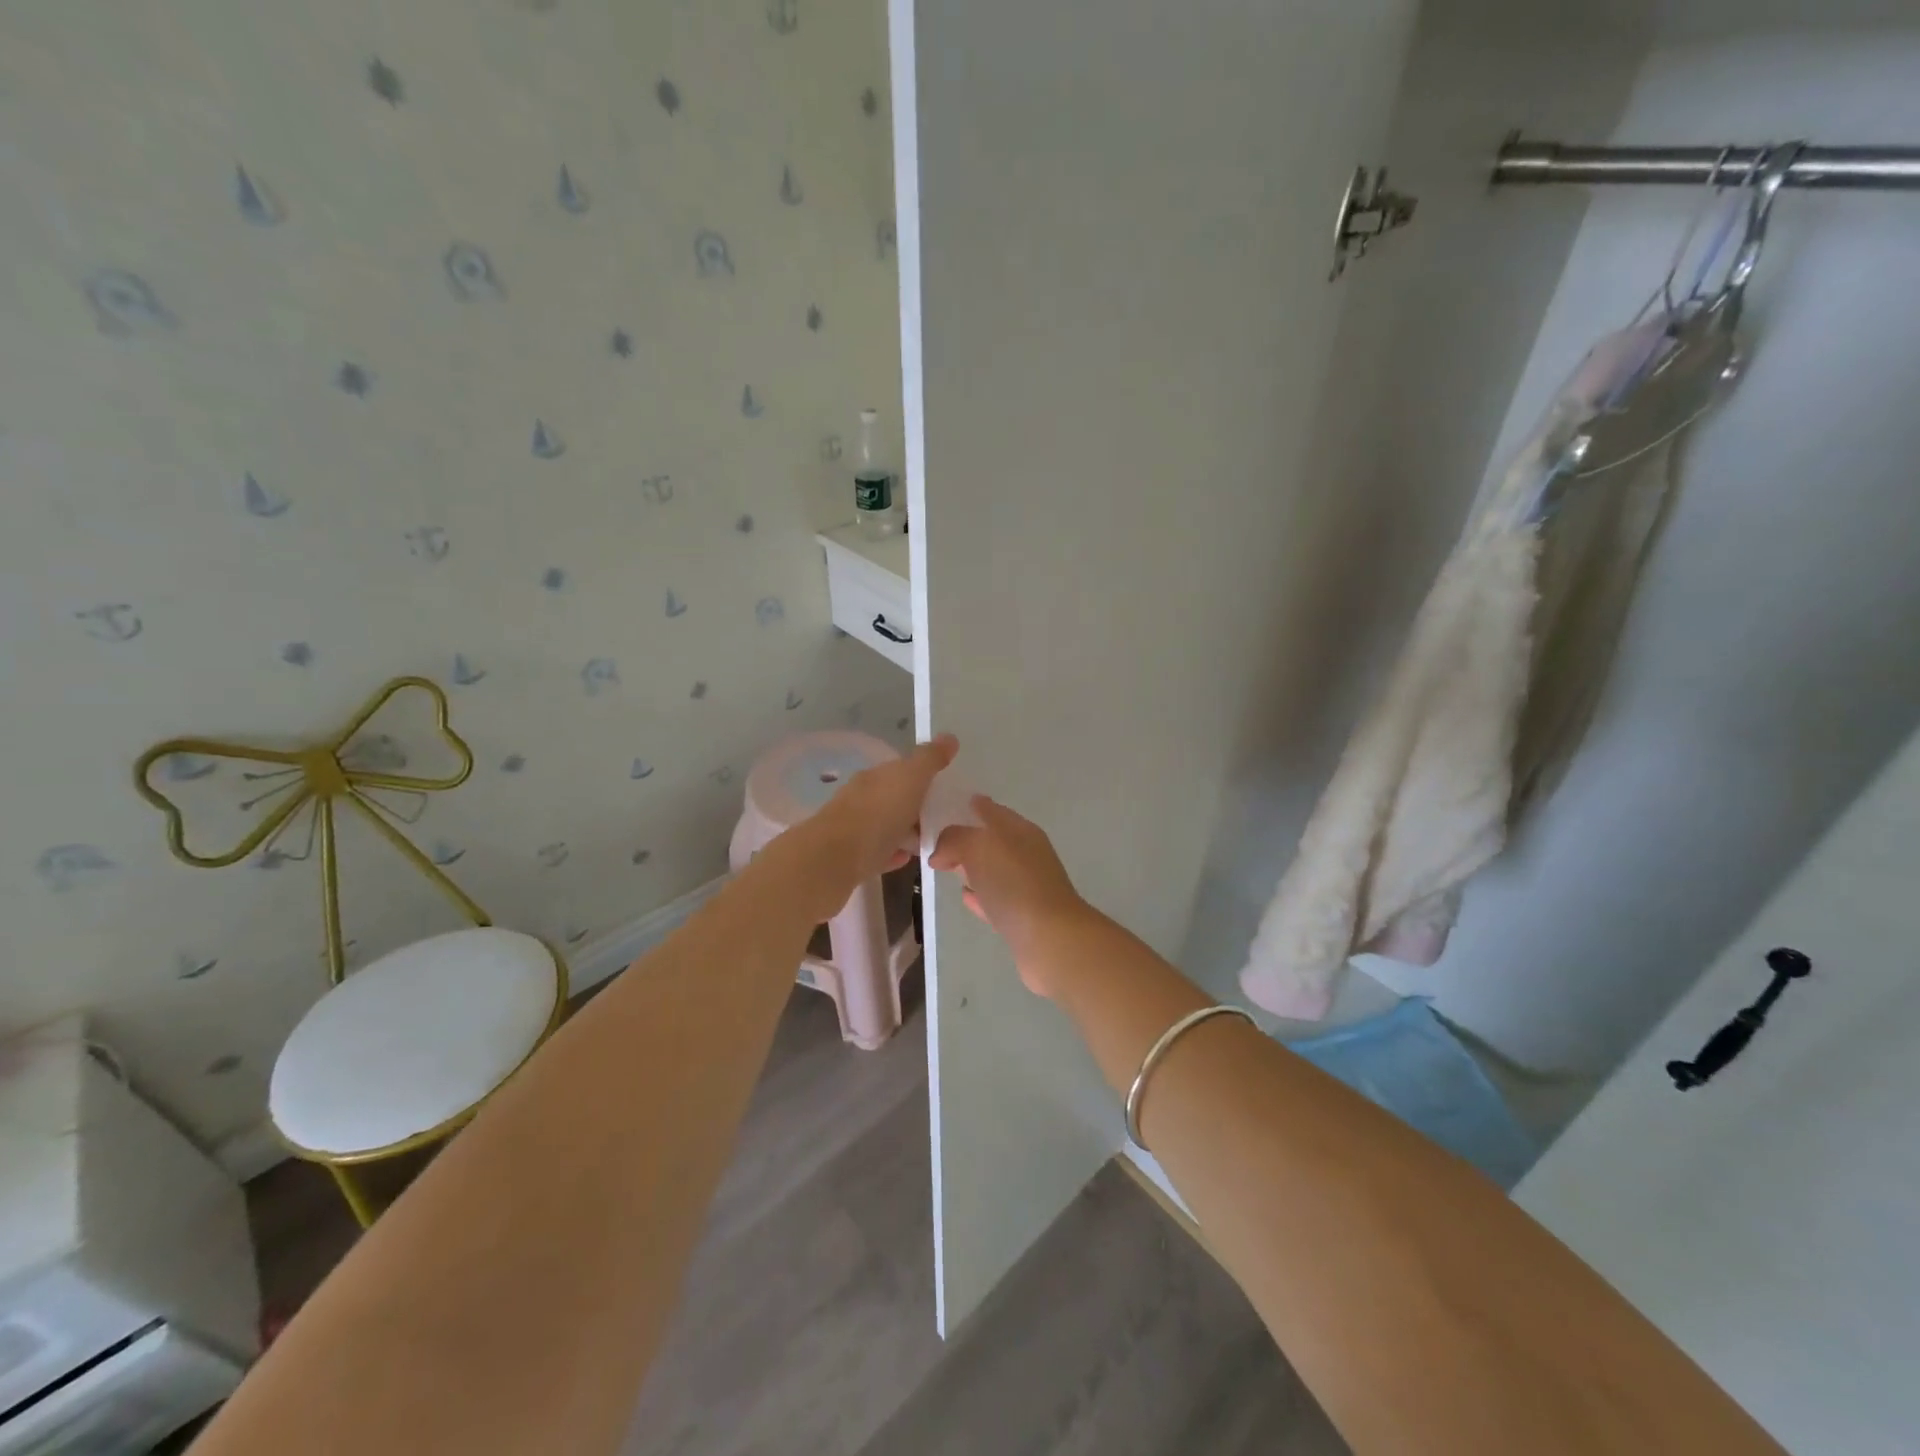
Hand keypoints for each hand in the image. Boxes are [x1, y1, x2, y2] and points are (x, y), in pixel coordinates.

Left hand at [800, 735, 957, 908]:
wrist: (833, 860)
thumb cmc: (877, 814)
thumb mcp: (911, 779)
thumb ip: (930, 759)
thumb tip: (949, 736)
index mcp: (875, 776)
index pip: (901, 769)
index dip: (924, 774)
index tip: (945, 785)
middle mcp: (861, 797)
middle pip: (893, 797)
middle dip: (916, 804)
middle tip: (944, 815)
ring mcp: (854, 828)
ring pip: (885, 824)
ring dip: (906, 829)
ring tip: (930, 839)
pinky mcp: (851, 858)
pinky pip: (878, 851)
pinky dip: (893, 851)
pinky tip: (906, 858)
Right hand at [929, 796, 1086, 996]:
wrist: (1050, 939)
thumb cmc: (1014, 883)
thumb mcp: (978, 846)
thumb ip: (954, 839)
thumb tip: (940, 853)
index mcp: (1020, 830)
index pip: (991, 810)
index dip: (970, 806)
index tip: (945, 807)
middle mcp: (1026, 853)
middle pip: (992, 839)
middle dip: (967, 838)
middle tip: (937, 842)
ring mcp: (1026, 886)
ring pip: (993, 869)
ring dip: (972, 867)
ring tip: (946, 867)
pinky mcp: (1022, 917)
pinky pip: (995, 898)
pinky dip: (980, 895)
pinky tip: (965, 896)